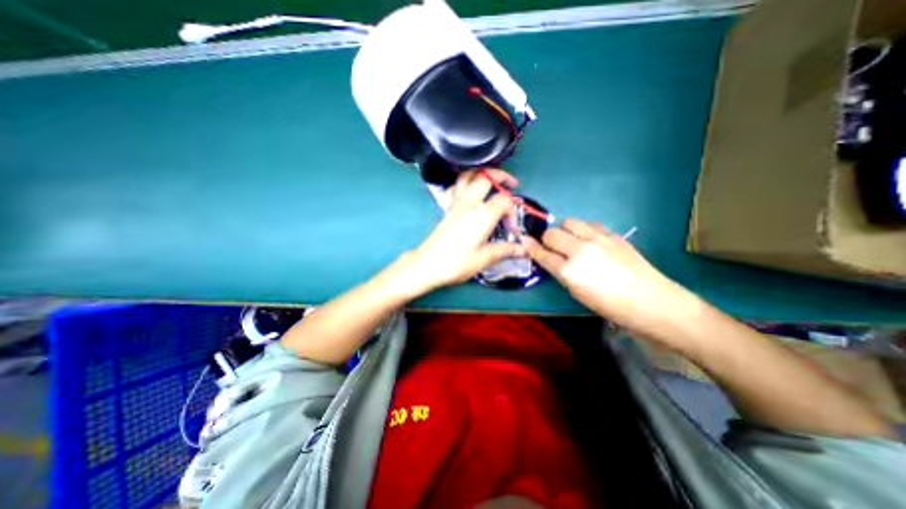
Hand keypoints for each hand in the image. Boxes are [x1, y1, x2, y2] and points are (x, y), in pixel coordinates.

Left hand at [402, 168, 524, 290]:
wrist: (428, 264)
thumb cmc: (457, 262)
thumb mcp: (485, 258)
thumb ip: (505, 250)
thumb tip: (522, 249)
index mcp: (483, 214)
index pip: (504, 200)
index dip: (513, 212)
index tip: (512, 230)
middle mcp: (469, 203)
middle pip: (486, 176)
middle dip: (501, 176)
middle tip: (512, 184)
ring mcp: (456, 203)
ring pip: (467, 176)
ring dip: (481, 173)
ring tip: (491, 181)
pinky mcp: (447, 208)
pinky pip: (455, 187)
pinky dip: (463, 183)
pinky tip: (468, 191)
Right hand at [525, 217, 698, 334]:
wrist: (652, 302)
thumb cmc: (611, 306)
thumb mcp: (578, 294)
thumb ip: (560, 272)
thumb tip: (549, 258)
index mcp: (569, 271)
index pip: (541, 253)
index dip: (531, 248)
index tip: (525, 243)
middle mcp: (580, 251)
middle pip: (552, 233)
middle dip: (547, 239)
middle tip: (553, 248)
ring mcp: (598, 239)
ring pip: (569, 222)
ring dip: (565, 231)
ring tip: (572, 241)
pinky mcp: (613, 234)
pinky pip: (590, 224)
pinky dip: (584, 230)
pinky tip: (591, 241)